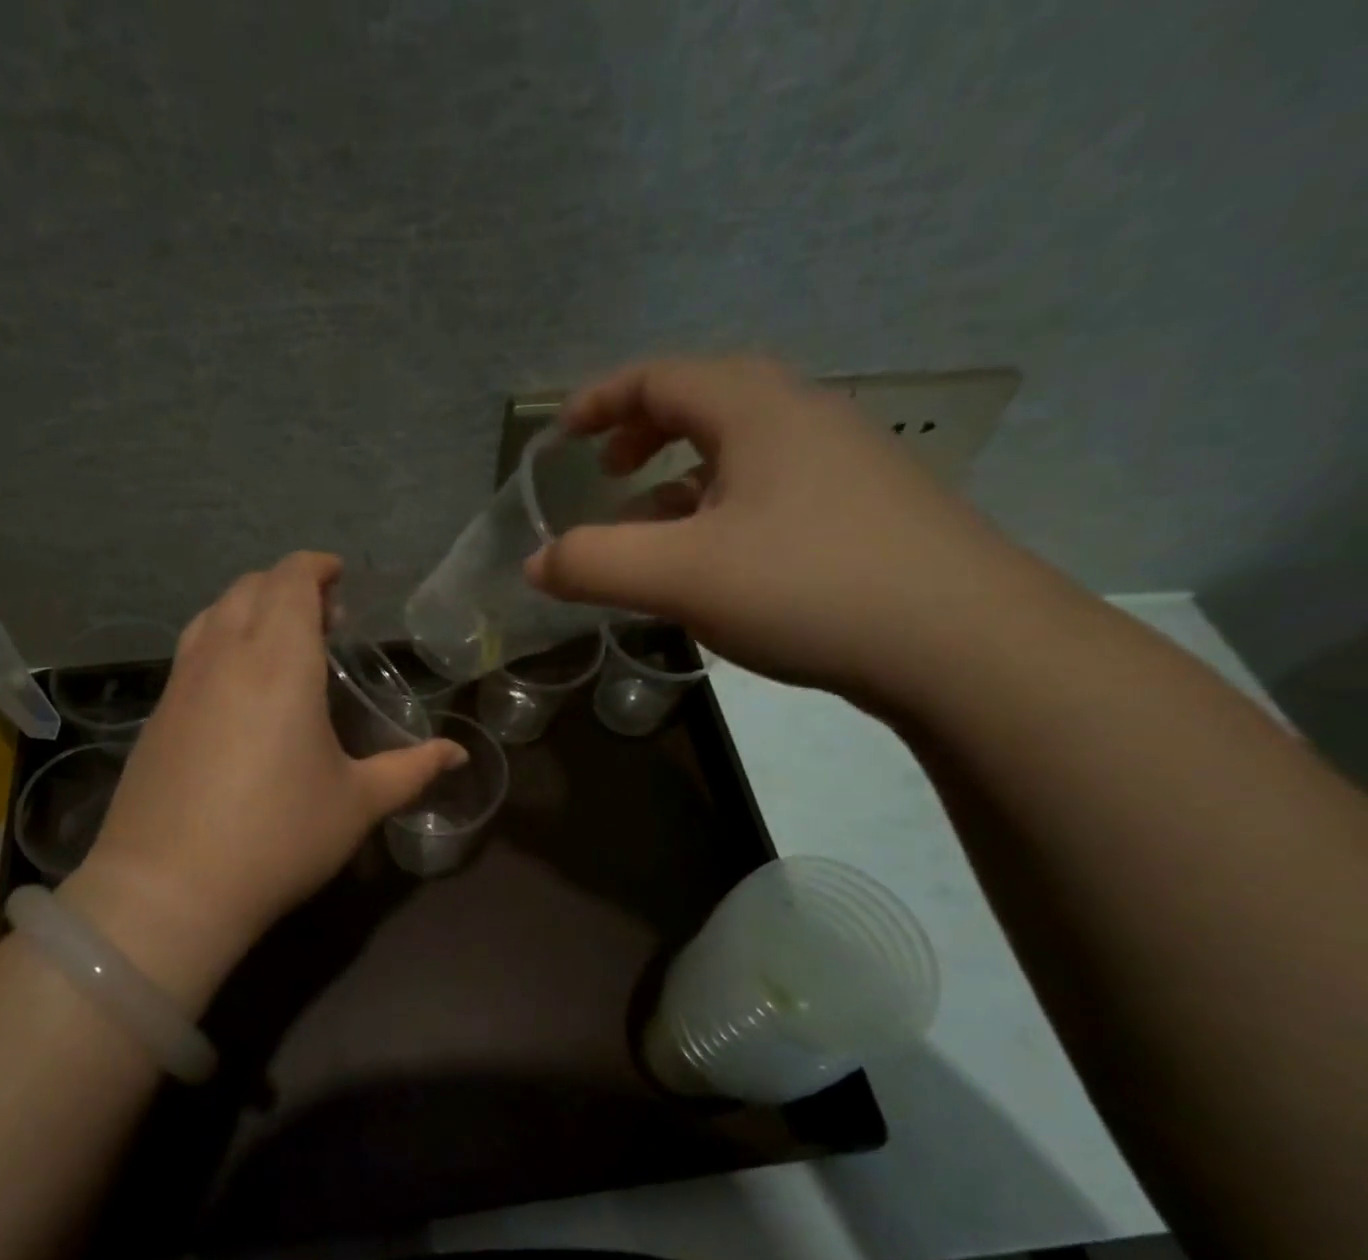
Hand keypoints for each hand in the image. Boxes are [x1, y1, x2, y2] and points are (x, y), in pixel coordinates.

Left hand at [60, 552, 460, 998]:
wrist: (169, 889)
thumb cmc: (279, 837)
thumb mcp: (357, 803)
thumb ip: (411, 770)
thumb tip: (458, 755)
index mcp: (279, 662)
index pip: (290, 581)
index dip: (315, 568)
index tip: (339, 578)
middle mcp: (224, 656)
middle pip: (250, 588)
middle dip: (288, 586)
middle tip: (324, 618)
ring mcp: (181, 683)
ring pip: (212, 613)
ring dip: (249, 608)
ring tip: (280, 642)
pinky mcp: (157, 713)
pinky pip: (191, 650)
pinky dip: (220, 639)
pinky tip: (238, 686)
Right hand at [524, 356, 1053, 702]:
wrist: (963, 642)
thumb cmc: (808, 586)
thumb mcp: (680, 576)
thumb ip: (594, 563)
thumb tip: (535, 564)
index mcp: (756, 408)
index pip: (659, 377)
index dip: (600, 401)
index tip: (560, 436)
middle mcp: (802, 416)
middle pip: (704, 401)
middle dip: (642, 433)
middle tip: (606, 474)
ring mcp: (842, 462)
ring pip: (739, 450)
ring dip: (681, 477)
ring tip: (650, 525)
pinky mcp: (863, 510)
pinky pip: (769, 489)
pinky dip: (721, 509)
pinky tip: (715, 561)